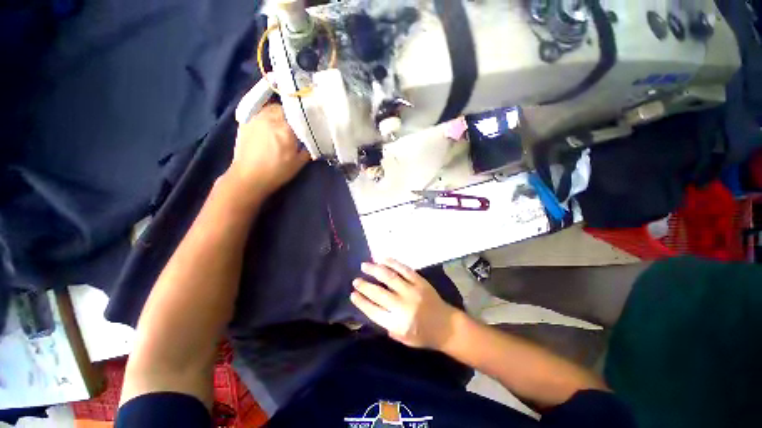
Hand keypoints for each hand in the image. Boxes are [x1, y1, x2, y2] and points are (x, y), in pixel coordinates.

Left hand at [227, 104, 310, 196]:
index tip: (308, 123)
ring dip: (278, 113)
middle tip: (295, 124)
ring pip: (271, 108)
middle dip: (291, 114)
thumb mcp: (298, 163)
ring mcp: (255, 119)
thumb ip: (307, 149)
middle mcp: (270, 119)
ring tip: (282, 123)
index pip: (298, 114)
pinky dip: (267, 116)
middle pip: (284, 108)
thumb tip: (313, 142)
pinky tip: (269, 125)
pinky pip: (259, 112)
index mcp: (285, 129)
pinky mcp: (245, 122)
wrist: (249, 177)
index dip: (304, 117)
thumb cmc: (277, 172)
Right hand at [351, 259, 459, 349]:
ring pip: (390, 277)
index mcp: (398, 324)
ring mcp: (413, 291)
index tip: (352, 294)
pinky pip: (404, 269)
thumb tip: (372, 307)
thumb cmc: (423, 335)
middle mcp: (404, 306)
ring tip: (364, 265)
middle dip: (364, 285)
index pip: (374, 311)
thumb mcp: (403, 338)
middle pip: (379, 293)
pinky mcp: (420, 281)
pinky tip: (382, 259)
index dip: (361, 301)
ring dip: (375, 270)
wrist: (446, 326)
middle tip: (355, 280)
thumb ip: (387, 325)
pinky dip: (392, 263)